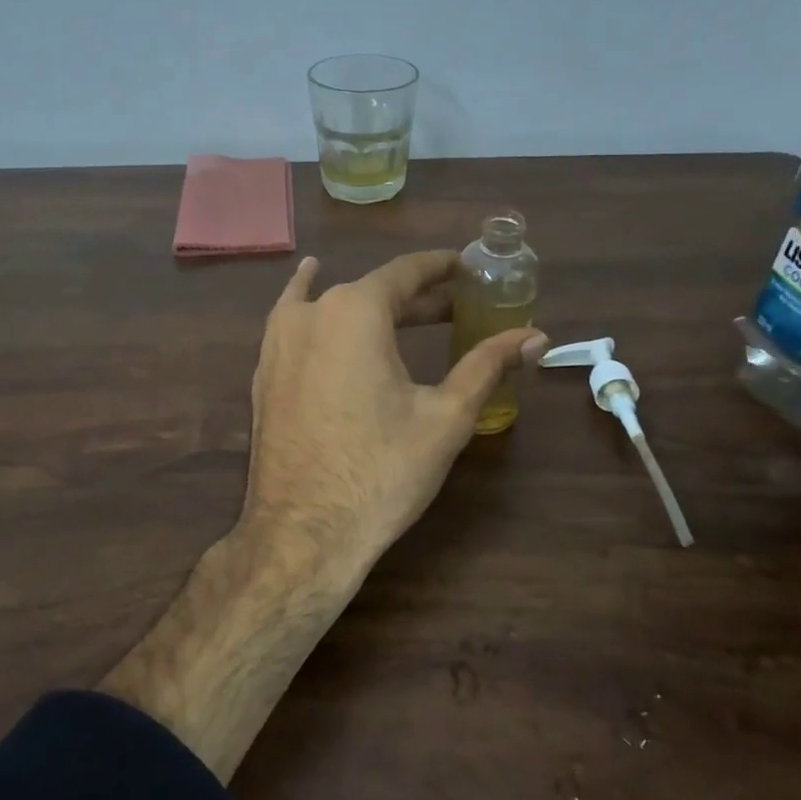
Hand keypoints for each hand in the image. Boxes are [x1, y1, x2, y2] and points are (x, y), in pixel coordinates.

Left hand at [241, 251, 547, 574]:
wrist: (303, 532)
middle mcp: (311, 313)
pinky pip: (294, 325)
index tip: (467, 267)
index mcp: (355, 311)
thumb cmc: (382, 471)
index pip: (405, 272)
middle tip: (457, 308)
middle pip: (372, 291)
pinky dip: (313, 307)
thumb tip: (536, 336)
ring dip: (370, 306)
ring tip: (404, 308)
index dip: (440, 267)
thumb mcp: (446, 416)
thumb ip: (488, 364)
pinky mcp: (264, 374)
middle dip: (416, 298)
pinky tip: (311, 298)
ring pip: (331, 306)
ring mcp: (278, 343)